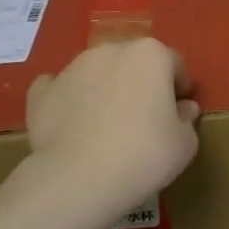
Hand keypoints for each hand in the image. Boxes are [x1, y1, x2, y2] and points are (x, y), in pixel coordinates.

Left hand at [27, 39, 200, 223]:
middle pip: (133, 63)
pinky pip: (60, 90)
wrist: (77, 178)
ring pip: (97, 73)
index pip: (174, 64)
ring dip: (105, 90)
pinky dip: (68, 101)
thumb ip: (187, 119)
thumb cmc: (143, 155)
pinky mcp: (42, 91)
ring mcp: (72, 68)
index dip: (179, 87)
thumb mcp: (185, 144)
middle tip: (145, 119)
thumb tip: (183, 108)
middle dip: (141, 83)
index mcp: (150, 55)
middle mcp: (110, 50)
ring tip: (107, 126)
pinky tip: (72, 124)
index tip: (178, 111)